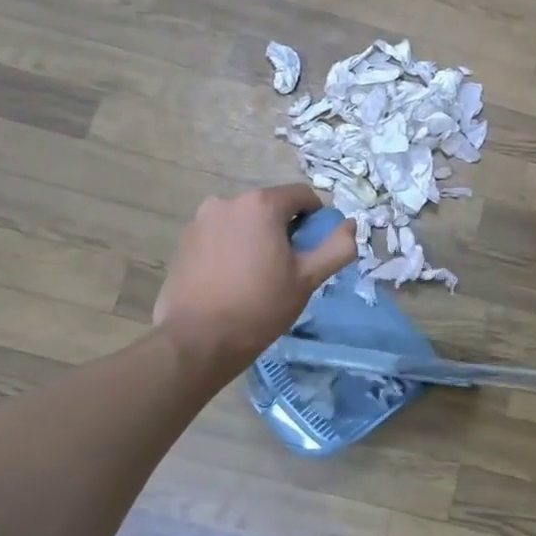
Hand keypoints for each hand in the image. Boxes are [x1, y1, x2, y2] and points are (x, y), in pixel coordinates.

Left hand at [153, 185, 355, 376]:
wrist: (197, 339)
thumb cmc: (260, 306)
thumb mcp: (308, 278)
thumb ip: (337, 247)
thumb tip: (351, 225)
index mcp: (261, 204)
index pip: (302, 196)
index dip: (315, 220)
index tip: (312, 250)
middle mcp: (228, 201)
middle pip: (271, 207)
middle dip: (284, 229)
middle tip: (286, 267)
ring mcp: (201, 220)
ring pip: (244, 221)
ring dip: (256, 237)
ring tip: (256, 276)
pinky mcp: (185, 240)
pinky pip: (221, 234)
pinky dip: (232, 247)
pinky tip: (231, 279)